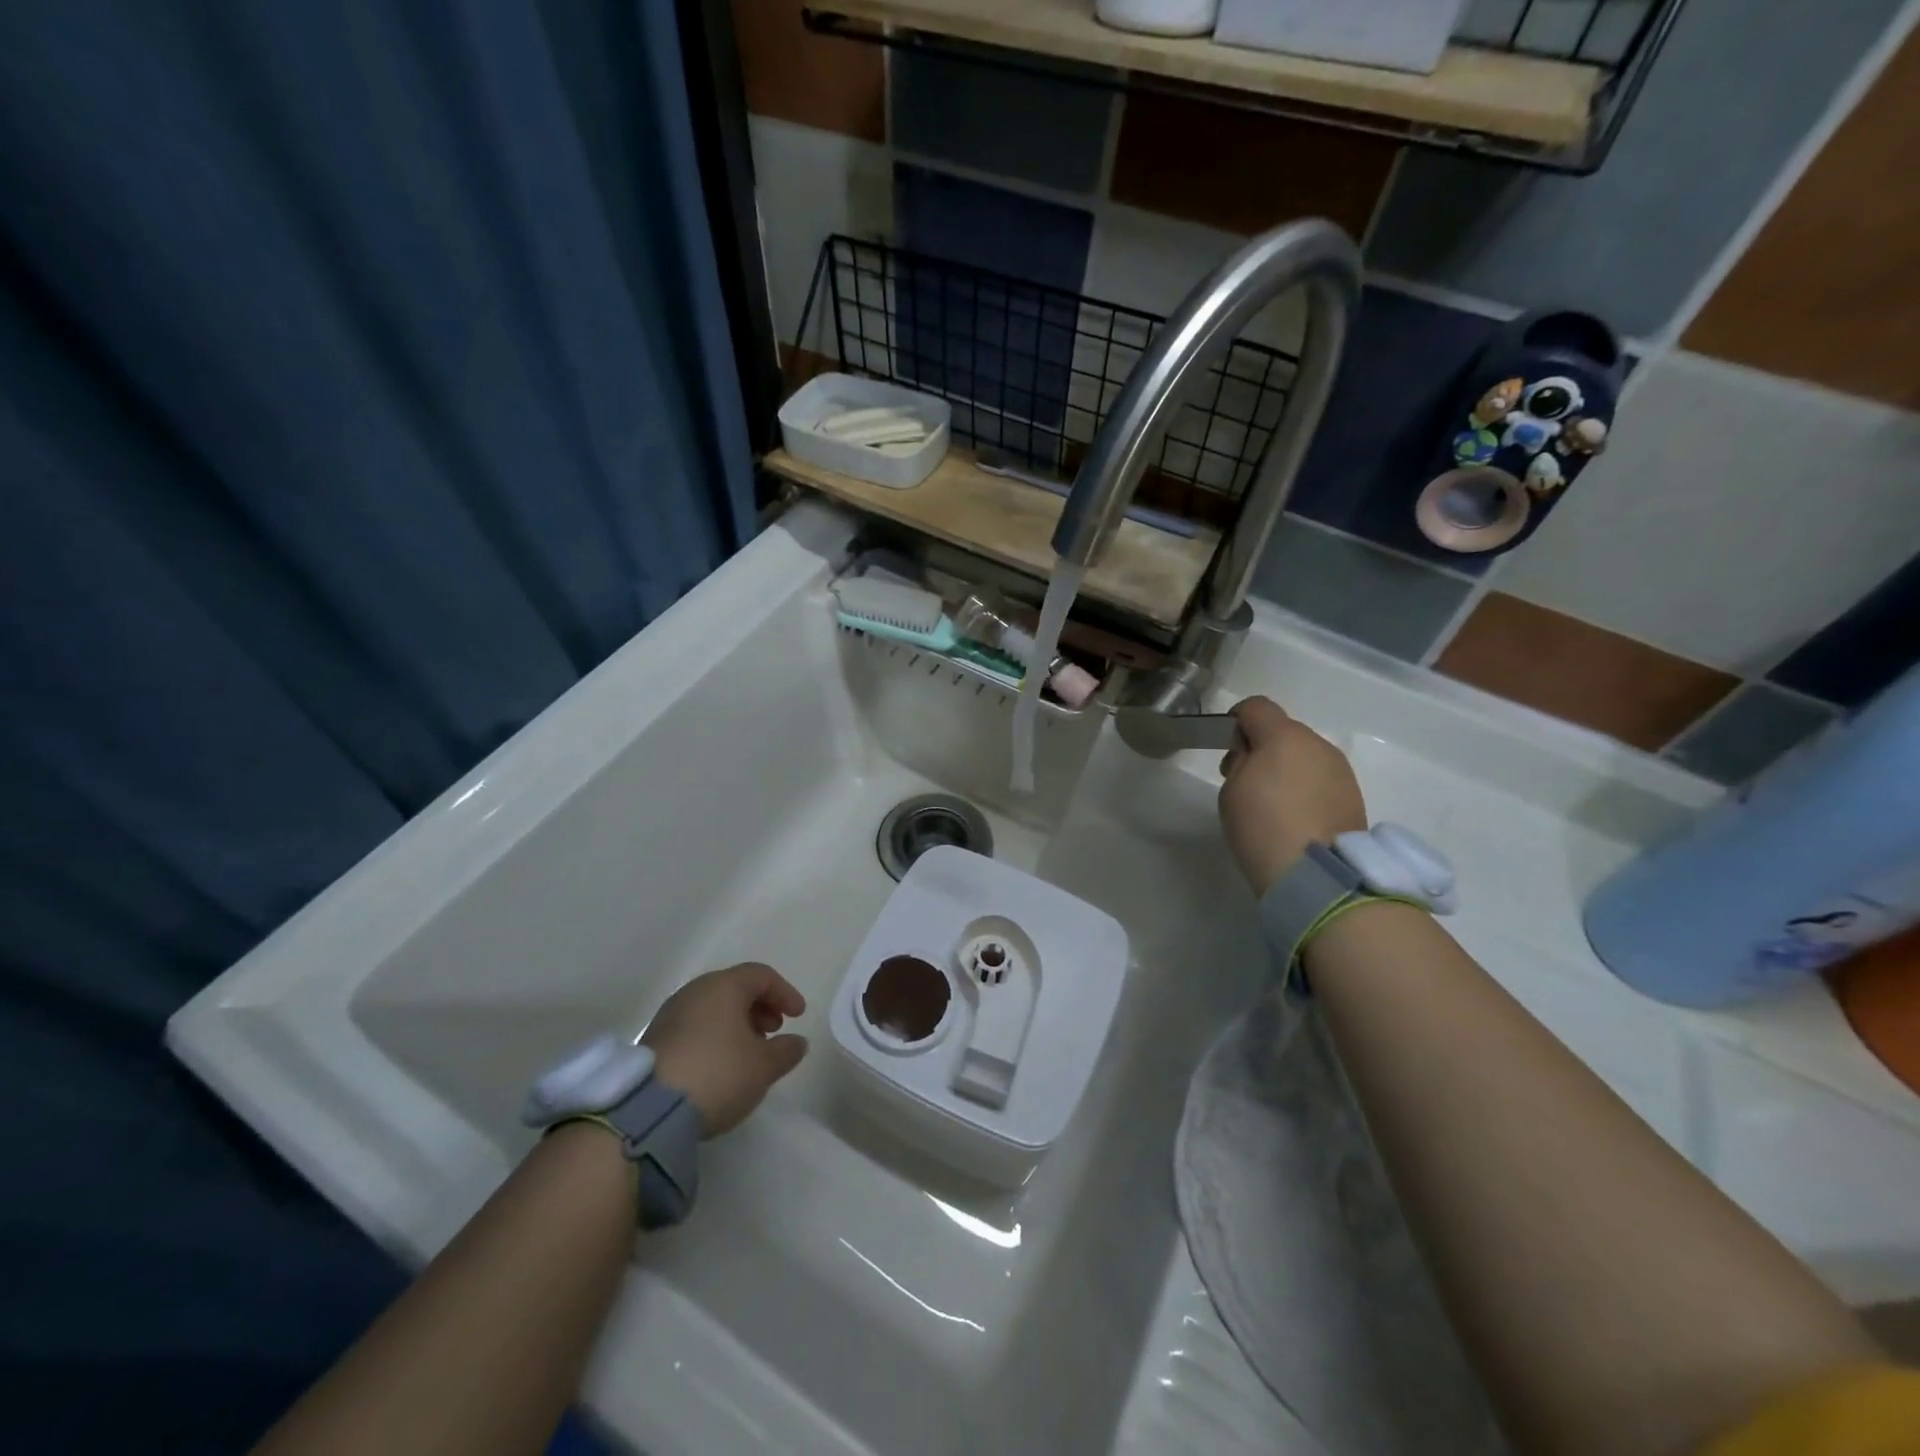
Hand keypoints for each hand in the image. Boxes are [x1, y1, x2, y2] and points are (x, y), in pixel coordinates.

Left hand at [642, 963, 807, 1137]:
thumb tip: (796, 1042)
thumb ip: (786, 1051)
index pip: (762, 975)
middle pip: (735, 988)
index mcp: (724, 986)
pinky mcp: (654, 1039)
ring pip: (713, 1007)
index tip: (798, 1017)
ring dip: (737, 1023)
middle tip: (774, 1031)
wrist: (647, 1111)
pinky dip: (715, 1035)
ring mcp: (670, 1014)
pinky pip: (695, 1025)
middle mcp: (695, 991)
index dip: (785, 992)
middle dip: (760, 1007)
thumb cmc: (717, 1074)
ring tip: (749, 1051)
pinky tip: (721, 1063)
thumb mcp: (763, 1067)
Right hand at [1218, 696, 1366, 895]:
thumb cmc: (1262, 826)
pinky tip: (1295, 818)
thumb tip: (1253, 756)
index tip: (1226, 747)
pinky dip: (1306, 789)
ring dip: (1287, 769)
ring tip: (1273, 805)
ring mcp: (1341, 770)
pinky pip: (1321, 780)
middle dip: (1263, 748)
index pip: (1256, 707)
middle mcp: (1318, 744)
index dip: (1236, 721)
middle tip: (1246, 782)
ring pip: (1305, 756)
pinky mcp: (1353, 796)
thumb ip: (1241, 762)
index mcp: (1284, 735)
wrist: (1315, 875)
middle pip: (1283, 732)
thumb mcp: (1231, 790)